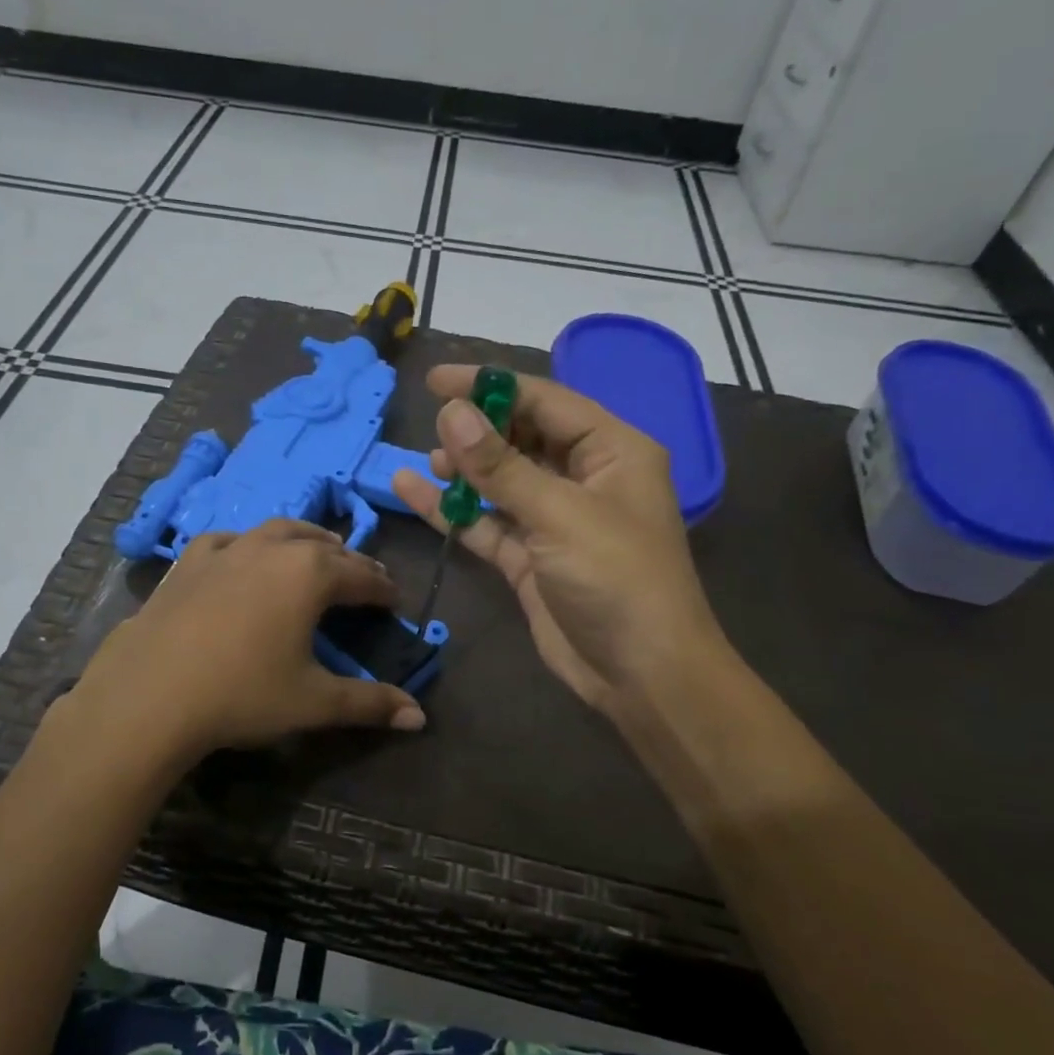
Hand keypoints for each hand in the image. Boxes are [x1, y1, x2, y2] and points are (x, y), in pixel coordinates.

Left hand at [68, 519, 426, 761]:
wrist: (150, 694)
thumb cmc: (243, 694)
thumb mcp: (314, 701)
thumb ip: (370, 703)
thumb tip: (419, 718)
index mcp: (310, 575)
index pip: (362, 576)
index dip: (383, 589)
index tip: (395, 600)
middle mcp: (272, 549)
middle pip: (324, 547)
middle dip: (350, 561)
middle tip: (364, 578)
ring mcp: (227, 550)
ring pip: (278, 531)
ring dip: (305, 541)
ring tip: (317, 552)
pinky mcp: (189, 562)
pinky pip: (230, 540)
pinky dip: (250, 544)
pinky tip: (246, 555)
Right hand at [391, 366, 729, 717]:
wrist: (640, 674)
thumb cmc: (616, 579)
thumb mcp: (559, 515)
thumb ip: (501, 465)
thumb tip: (452, 412)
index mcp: (612, 451)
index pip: (545, 401)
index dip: (491, 386)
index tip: (437, 380)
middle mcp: (584, 478)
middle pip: (522, 437)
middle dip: (478, 430)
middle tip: (433, 426)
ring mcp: (554, 520)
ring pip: (501, 481)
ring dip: (464, 470)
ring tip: (429, 459)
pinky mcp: (530, 557)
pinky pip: (487, 523)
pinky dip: (454, 512)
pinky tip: (413, 491)